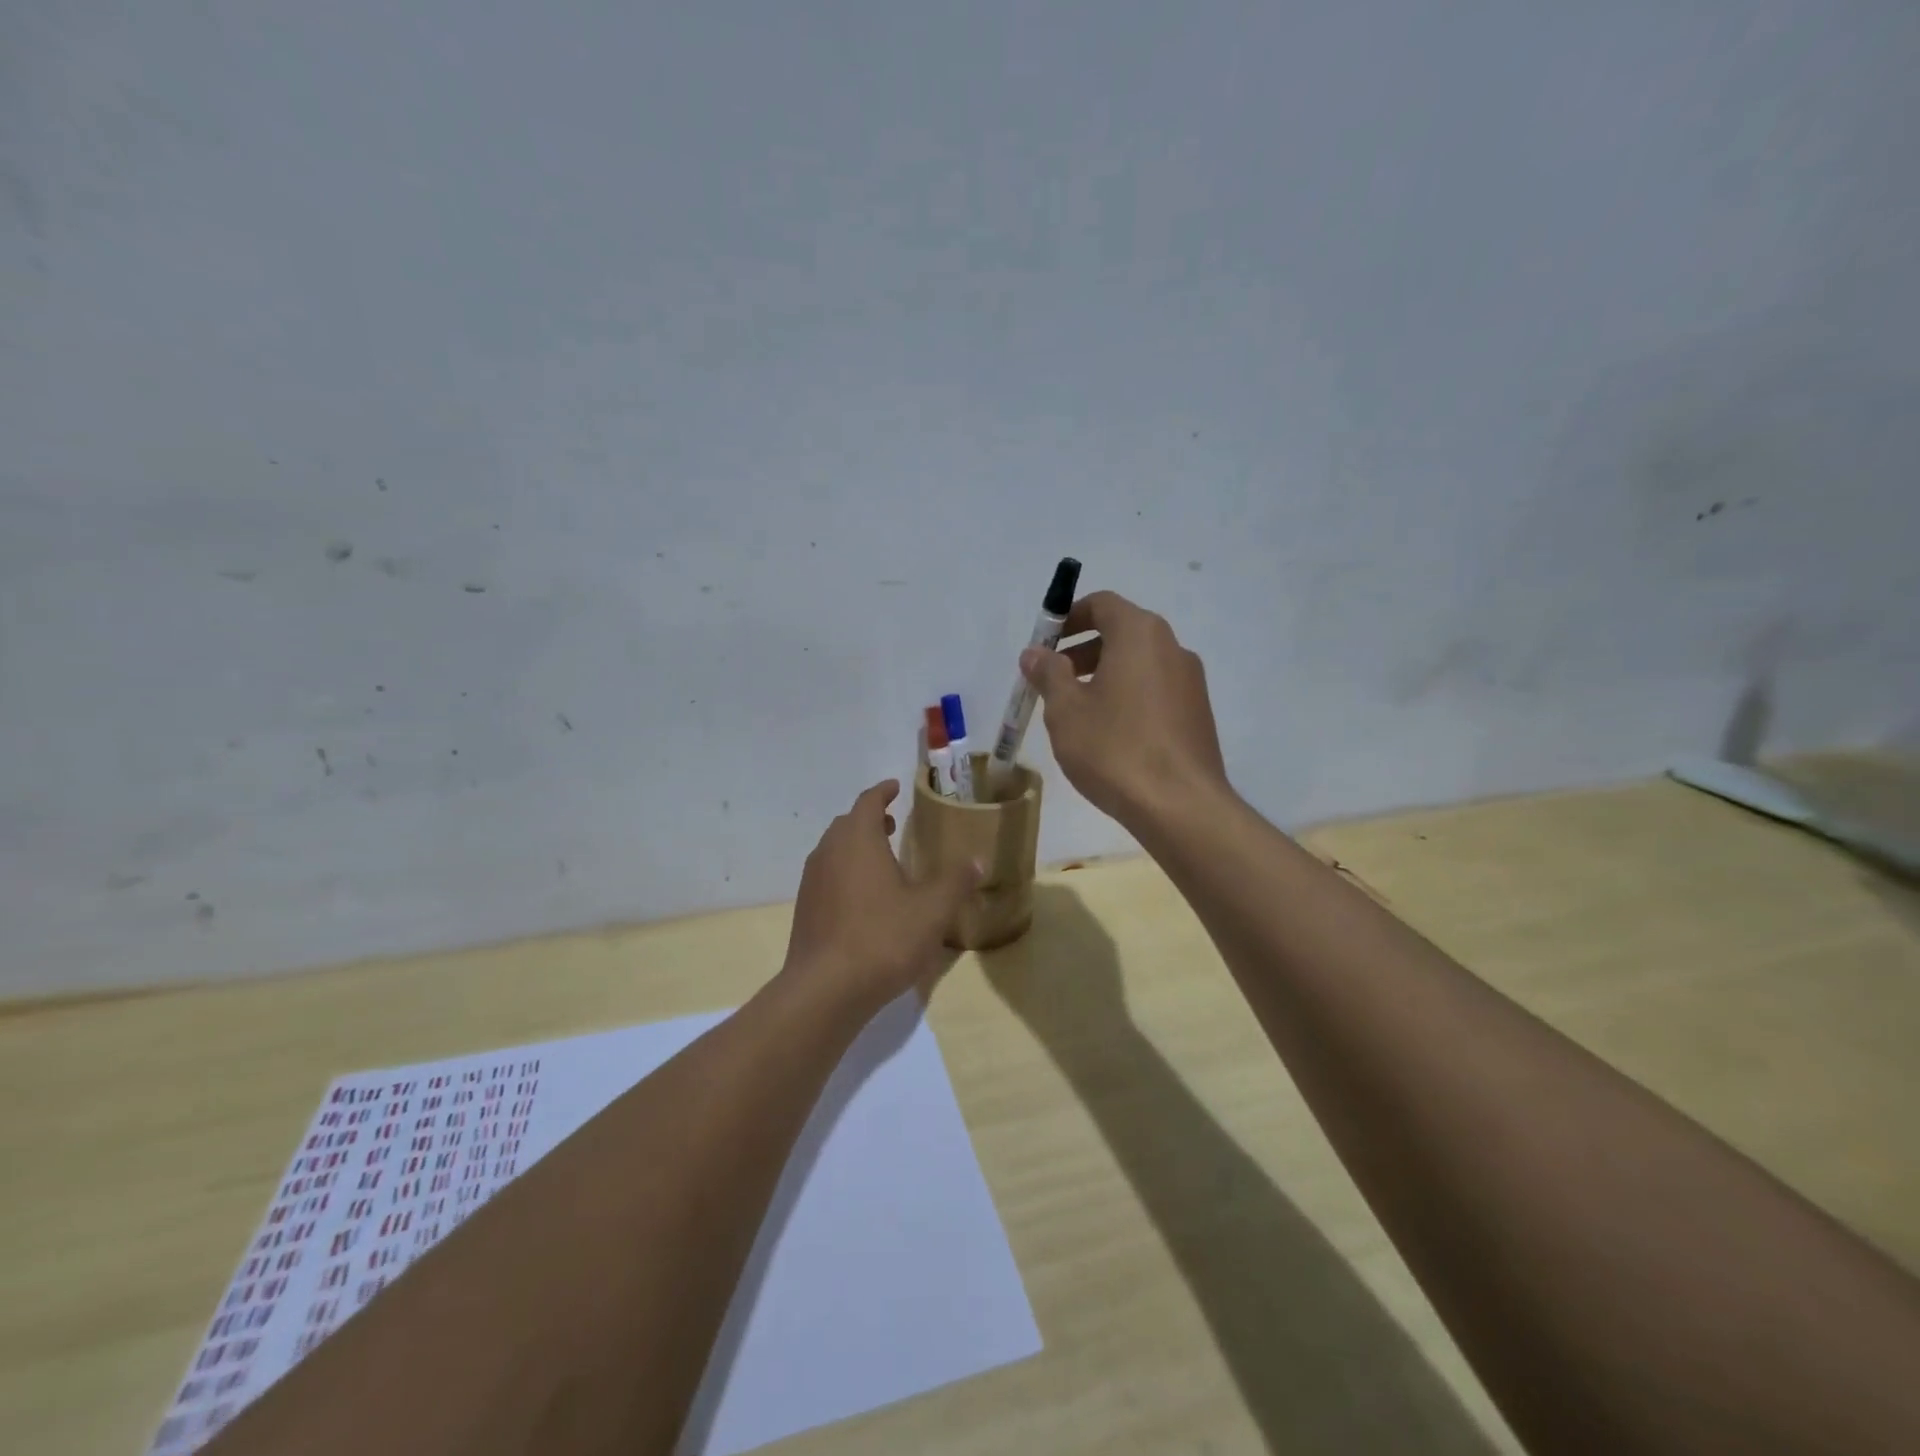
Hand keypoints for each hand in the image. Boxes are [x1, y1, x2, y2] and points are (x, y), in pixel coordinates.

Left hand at [783, 781, 981, 1013]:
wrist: (826, 990)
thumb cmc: (883, 938)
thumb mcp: (932, 910)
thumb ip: (955, 881)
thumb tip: (977, 860)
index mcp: (858, 839)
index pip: (868, 801)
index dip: (883, 792)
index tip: (895, 787)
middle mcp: (829, 852)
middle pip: (848, 824)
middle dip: (870, 819)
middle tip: (892, 822)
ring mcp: (812, 881)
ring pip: (835, 850)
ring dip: (856, 846)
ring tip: (882, 859)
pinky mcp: (806, 910)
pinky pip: (828, 877)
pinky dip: (846, 873)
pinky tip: (865, 899)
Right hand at [1021, 591, 1228, 828]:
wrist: (1180, 806)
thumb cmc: (1115, 749)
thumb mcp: (1066, 711)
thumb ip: (1048, 674)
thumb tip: (1035, 653)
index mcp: (1140, 634)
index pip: (1102, 604)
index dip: (1069, 618)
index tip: (1045, 644)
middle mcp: (1172, 648)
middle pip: (1122, 632)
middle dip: (1083, 650)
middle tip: (1053, 680)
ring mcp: (1190, 682)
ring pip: (1139, 664)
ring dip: (1104, 675)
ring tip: (1076, 712)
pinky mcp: (1197, 714)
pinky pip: (1155, 690)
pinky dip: (1128, 696)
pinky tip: (1109, 735)